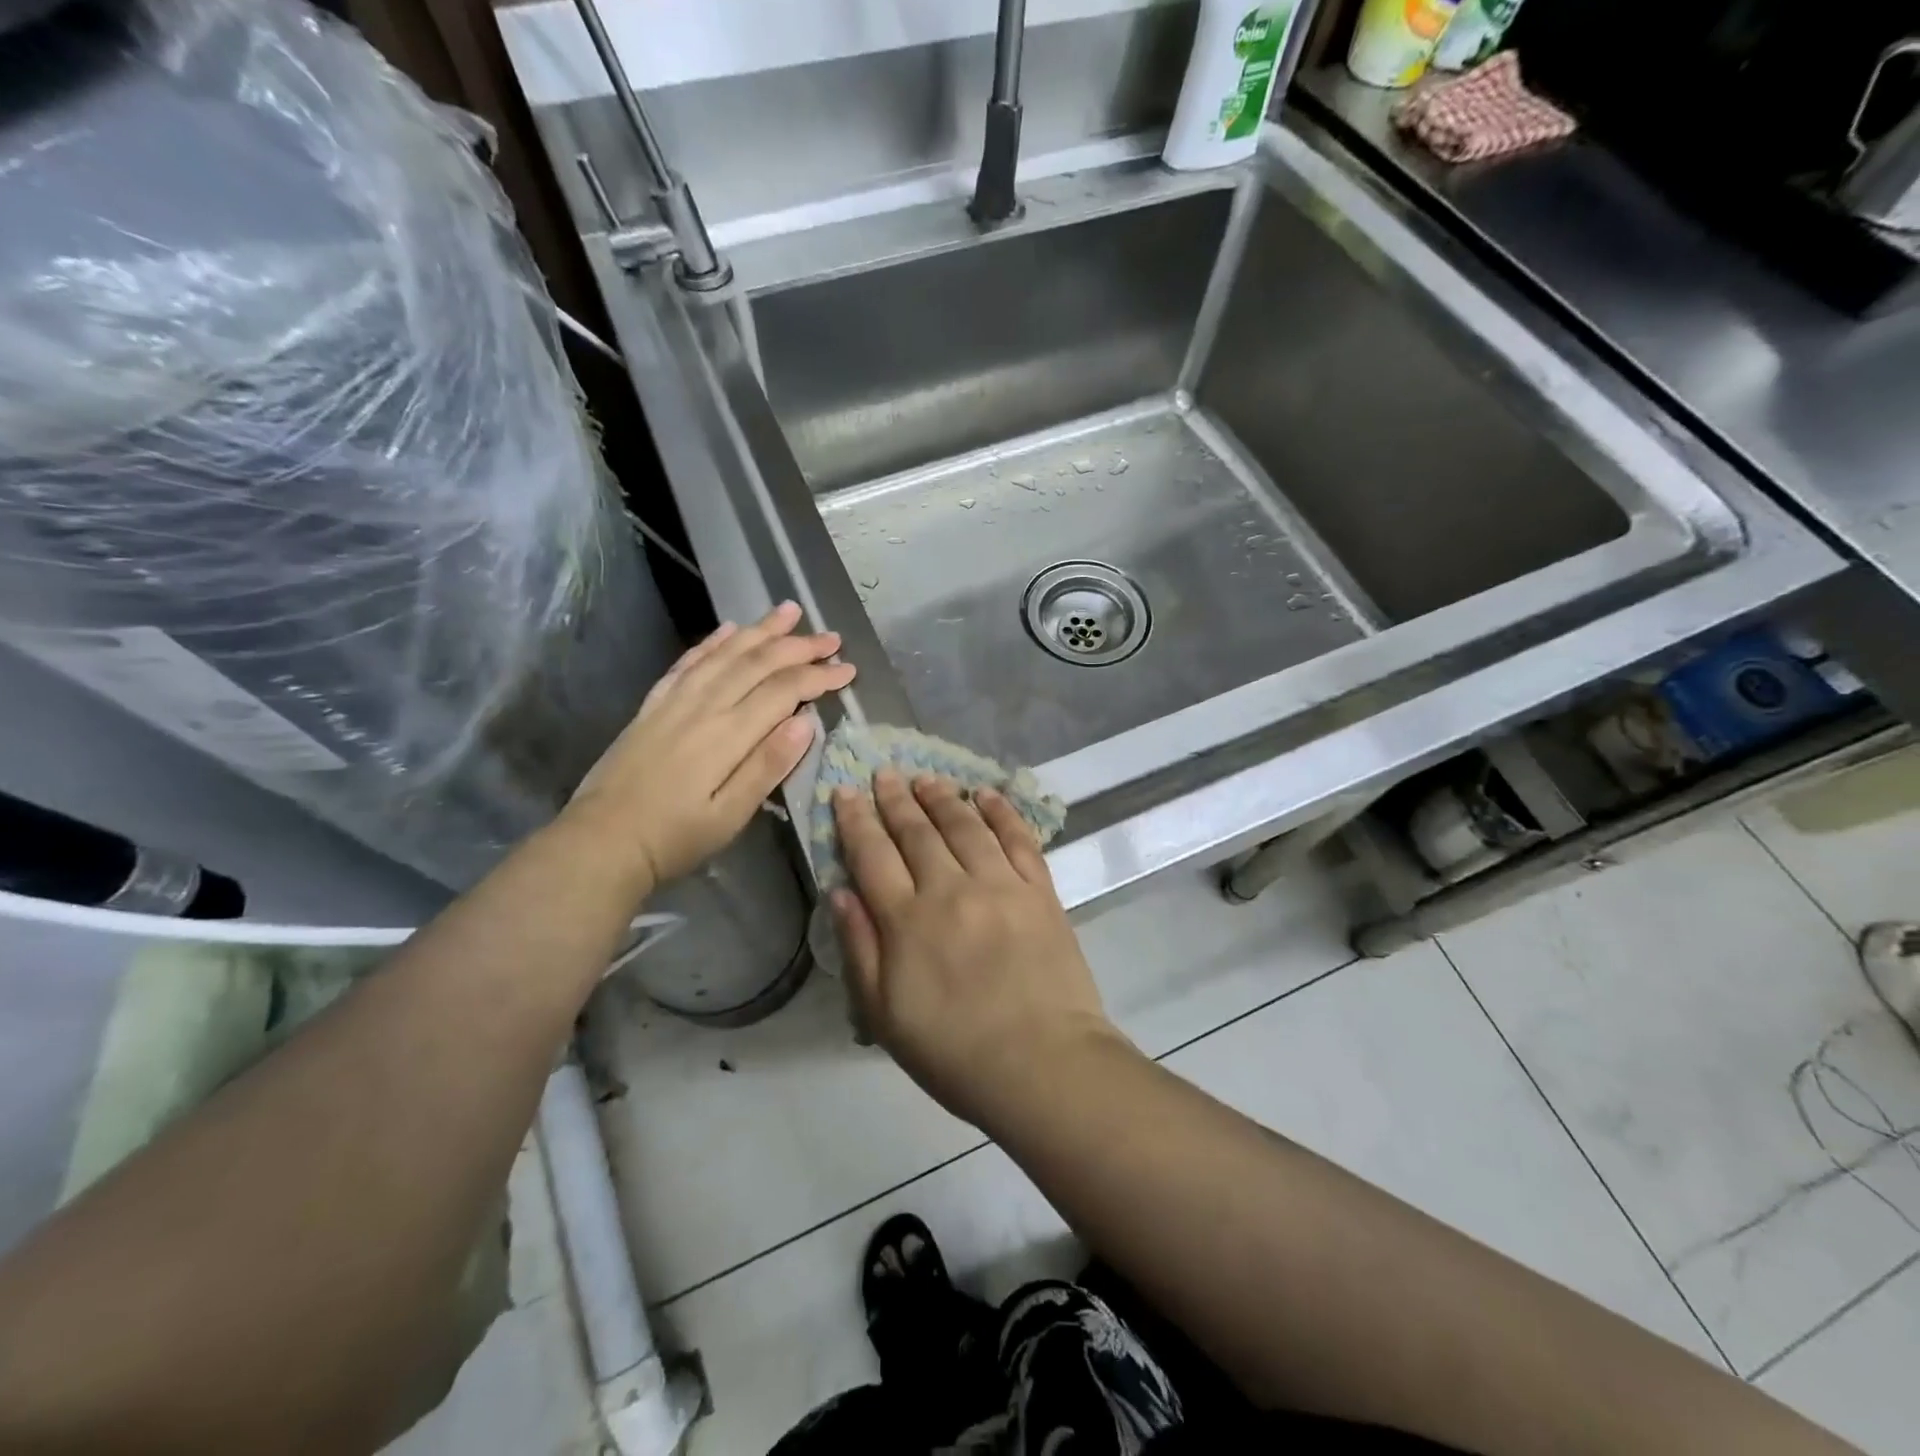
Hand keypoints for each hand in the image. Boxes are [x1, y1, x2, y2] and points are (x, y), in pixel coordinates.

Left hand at [571, 602, 854, 888]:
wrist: (600, 841)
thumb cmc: (674, 838)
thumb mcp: (730, 816)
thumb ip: (768, 766)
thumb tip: (807, 722)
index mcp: (728, 734)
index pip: (784, 691)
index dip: (819, 677)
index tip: (849, 670)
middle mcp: (704, 706)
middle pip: (758, 663)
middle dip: (799, 646)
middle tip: (831, 638)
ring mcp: (675, 701)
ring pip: (725, 653)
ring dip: (760, 630)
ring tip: (788, 610)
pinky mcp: (654, 705)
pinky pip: (688, 662)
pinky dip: (712, 641)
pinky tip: (729, 629)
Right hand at [830, 771, 1122, 1128]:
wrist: (1043, 1066)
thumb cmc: (954, 1052)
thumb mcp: (884, 1015)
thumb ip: (859, 947)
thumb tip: (840, 891)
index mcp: (907, 921)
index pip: (872, 855)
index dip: (855, 821)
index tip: (845, 792)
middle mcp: (951, 889)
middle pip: (917, 832)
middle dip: (895, 799)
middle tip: (884, 774)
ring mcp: (1000, 885)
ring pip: (964, 825)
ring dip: (942, 797)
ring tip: (926, 779)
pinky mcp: (1040, 890)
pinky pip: (1017, 838)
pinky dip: (1001, 812)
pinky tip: (987, 795)